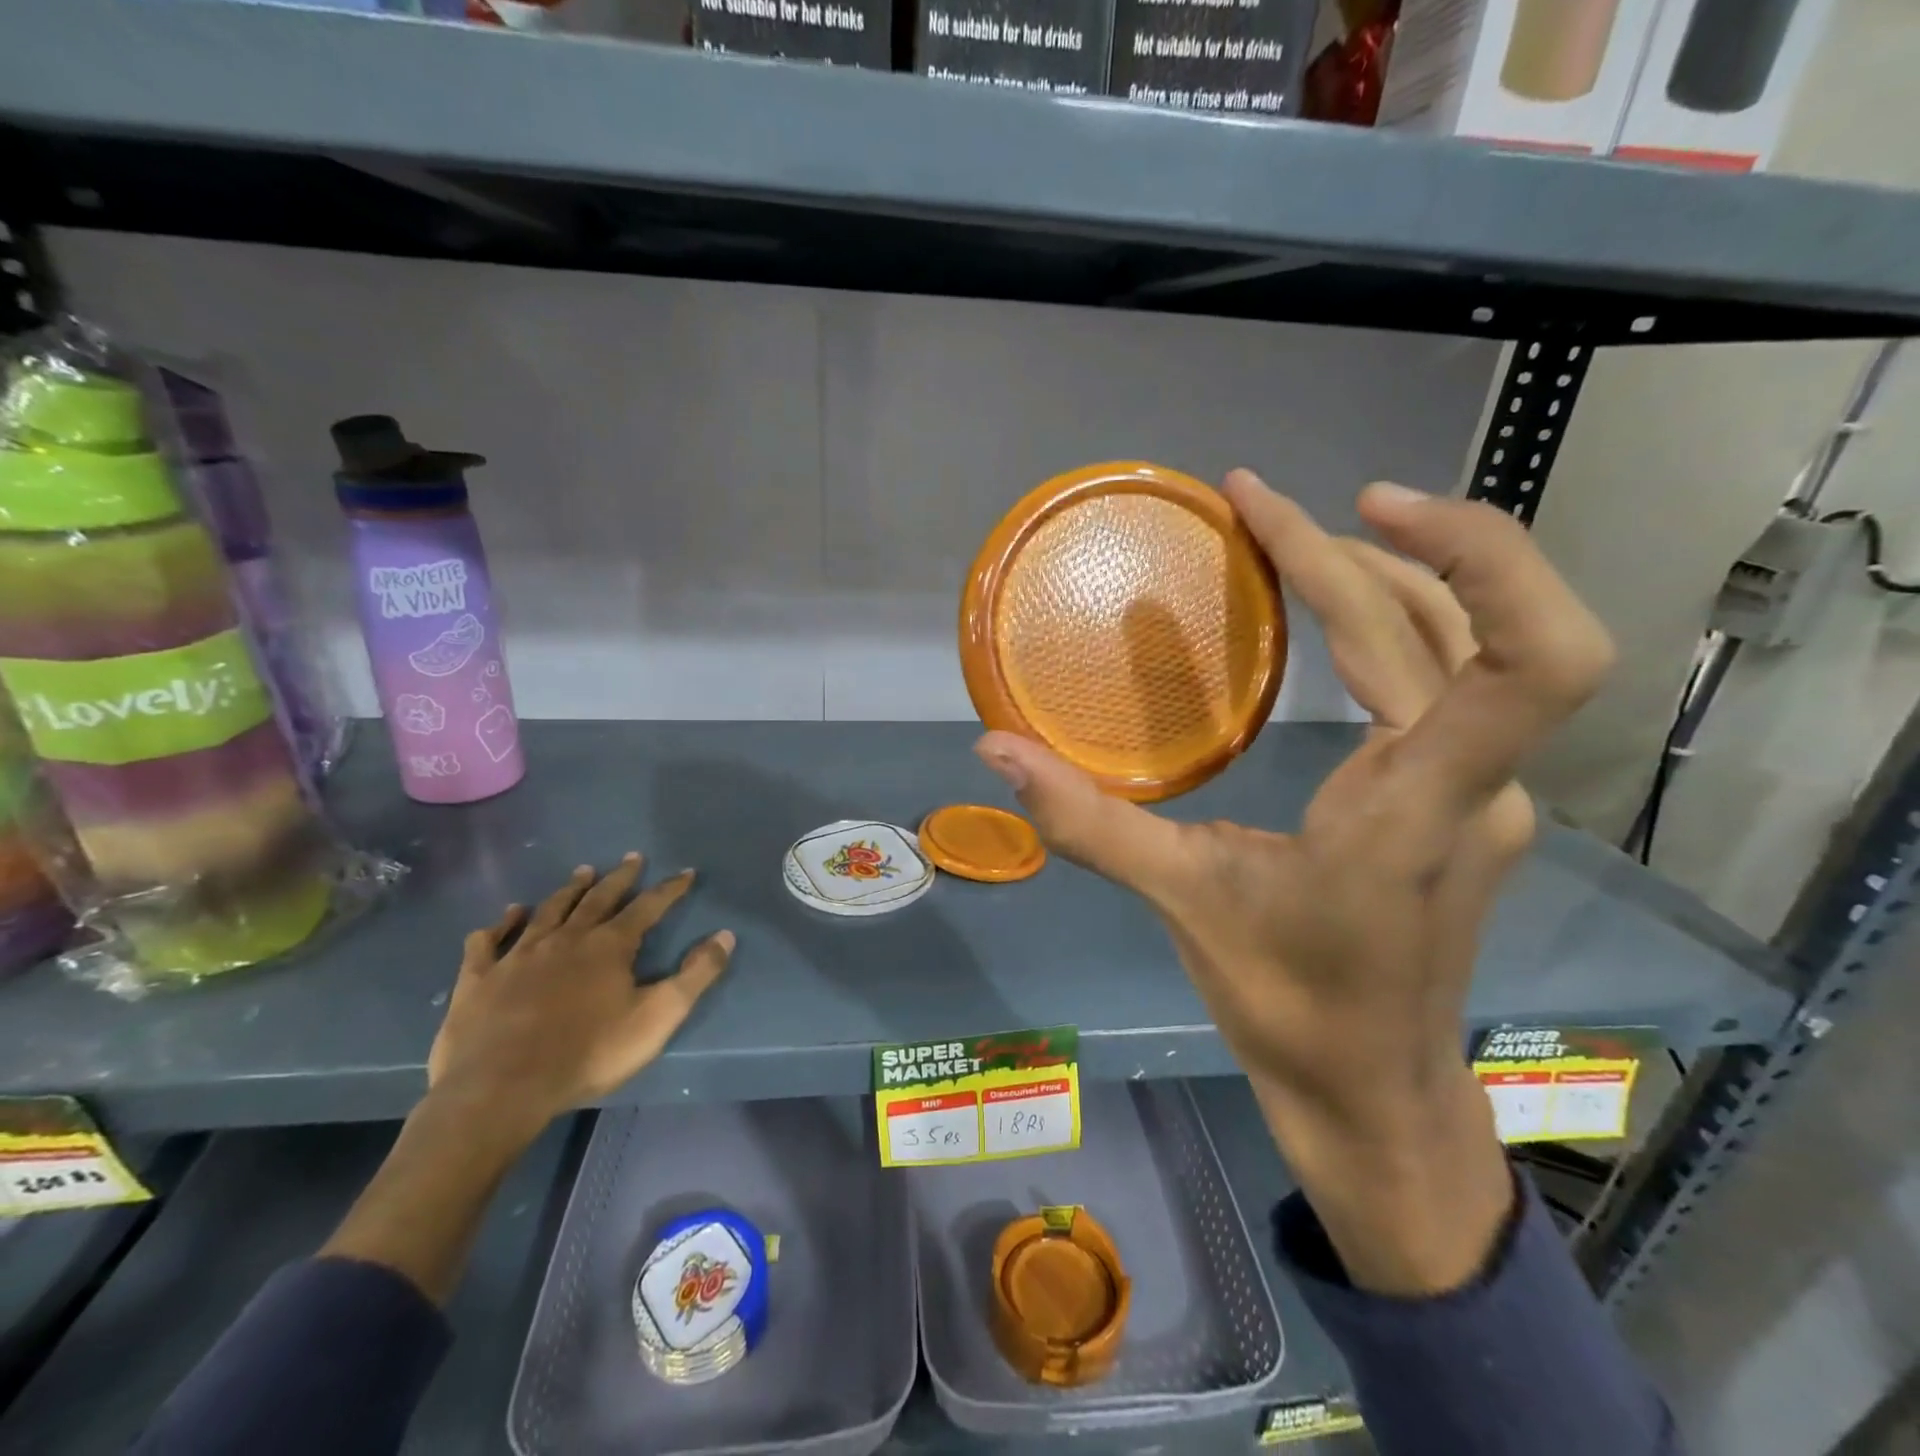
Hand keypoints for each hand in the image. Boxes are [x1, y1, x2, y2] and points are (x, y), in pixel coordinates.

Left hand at [427, 854, 735, 1139]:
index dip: (670, 889)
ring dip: (568, 890)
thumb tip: (725, 936)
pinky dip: (500, 924)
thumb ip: (695, 975)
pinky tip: (507, 915)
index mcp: (609, 946)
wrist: (501, 1088)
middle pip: (598, 899)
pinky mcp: (479, 979)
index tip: (685, 873)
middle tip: (631, 858)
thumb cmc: (589, 1053)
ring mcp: (518, 955)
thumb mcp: (658, 1016)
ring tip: (582, 872)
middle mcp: (565, 939)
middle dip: (619, 878)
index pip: (648, 907)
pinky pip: (488, 942)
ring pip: (548, 911)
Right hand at [976, 472, 1612, 1293]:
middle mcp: (1475, 785)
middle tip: (1255, 505)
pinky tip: (1327, 612)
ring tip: (1286, 538)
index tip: (1354, 506)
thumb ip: (1086, 821)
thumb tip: (994, 748)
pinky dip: (1390, 621)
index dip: (1476, 556)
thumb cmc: (1287, 1006)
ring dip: (1380, 574)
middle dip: (1356, 547)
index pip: (1527, 660)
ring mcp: (1480, 791)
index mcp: (1419, 810)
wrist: (1371, 1091)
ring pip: (1458, 646)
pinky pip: (1446, 681)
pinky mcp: (1464, 798)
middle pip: (1453, 626)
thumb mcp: (1182, 903)